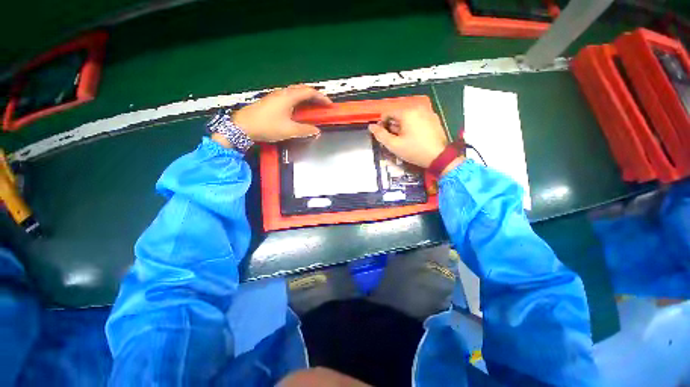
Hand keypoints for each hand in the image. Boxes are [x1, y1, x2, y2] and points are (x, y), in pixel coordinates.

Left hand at [232, 85, 331, 142]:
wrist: (243, 126)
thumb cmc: (267, 126)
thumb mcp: (289, 130)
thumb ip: (305, 130)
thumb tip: (316, 131)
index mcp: (289, 97)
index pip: (309, 92)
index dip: (321, 97)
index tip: (329, 105)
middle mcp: (283, 93)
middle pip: (302, 89)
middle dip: (315, 96)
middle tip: (322, 105)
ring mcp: (276, 96)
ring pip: (295, 93)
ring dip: (306, 98)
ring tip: (313, 107)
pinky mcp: (271, 101)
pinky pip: (289, 97)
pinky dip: (298, 101)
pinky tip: (298, 110)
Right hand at [368, 107, 449, 168]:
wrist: (439, 156)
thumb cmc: (414, 150)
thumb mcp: (394, 145)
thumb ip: (380, 135)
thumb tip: (371, 127)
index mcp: (407, 112)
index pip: (387, 113)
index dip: (382, 124)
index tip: (384, 136)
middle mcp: (417, 108)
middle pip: (398, 114)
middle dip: (393, 126)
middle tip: (395, 140)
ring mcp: (427, 112)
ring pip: (407, 116)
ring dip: (402, 126)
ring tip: (405, 139)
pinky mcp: (434, 118)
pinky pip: (417, 118)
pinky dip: (412, 125)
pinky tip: (415, 137)